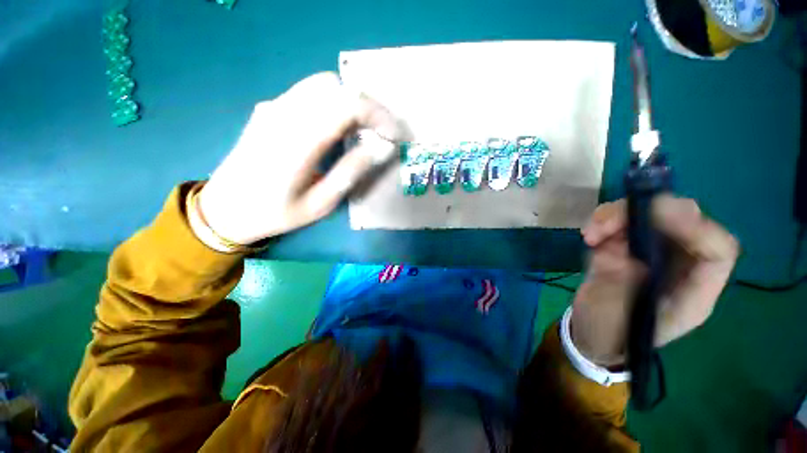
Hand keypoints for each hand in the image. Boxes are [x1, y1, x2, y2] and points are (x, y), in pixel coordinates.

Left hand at [198, 72, 406, 243]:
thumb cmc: (276, 213)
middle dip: (366, 106)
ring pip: (321, 85)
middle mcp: (283, 114)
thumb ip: (351, 172)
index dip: (378, 115)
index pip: (346, 105)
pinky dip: (331, 104)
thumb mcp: (320, 203)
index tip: (393, 135)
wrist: (225, 208)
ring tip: (361, 132)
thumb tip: (381, 148)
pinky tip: (335, 129)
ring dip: (349, 103)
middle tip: (379, 134)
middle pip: (335, 87)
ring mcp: (272, 107)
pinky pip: (307, 93)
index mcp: (297, 143)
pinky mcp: (268, 109)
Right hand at [570, 195, 738, 366]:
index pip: (717, 250)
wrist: (595, 330)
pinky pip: (620, 218)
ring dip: (617, 215)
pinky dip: (602, 221)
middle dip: (649, 212)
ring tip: (591, 235)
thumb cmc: (614, 333)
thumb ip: (629, 284)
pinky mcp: (625, 243)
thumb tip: (624, 252)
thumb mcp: (622, 315)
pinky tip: (588, 237)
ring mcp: (652, 249)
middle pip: (685, 219)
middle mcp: (679, 263)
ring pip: (649, 212)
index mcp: (693, 289)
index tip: (655, 221)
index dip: (696, 229)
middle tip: (611, 222)